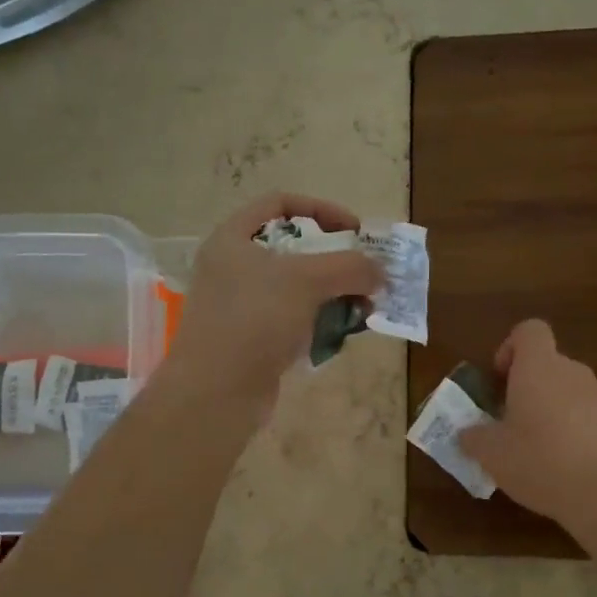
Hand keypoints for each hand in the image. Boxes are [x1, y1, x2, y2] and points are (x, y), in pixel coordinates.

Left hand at [162, 193, 383, 416]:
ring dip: (334, 293)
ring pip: (297, 288)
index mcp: (232, 239)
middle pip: (293, 248)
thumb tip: (380, 271)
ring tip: (364, 308)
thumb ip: (349, 267)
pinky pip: (294, 319)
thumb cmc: (255, 319)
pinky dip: (320, 321)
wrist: (216, 392)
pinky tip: (343, 333)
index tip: (354, 231)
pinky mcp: (252, 339)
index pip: (279, 204)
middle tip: (365, 273)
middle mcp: (232, 268)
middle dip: (335, 259)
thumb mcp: (307, 281)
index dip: (321, 209)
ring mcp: (241, 306)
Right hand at [460, 320, 596, 529]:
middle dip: (526, 387)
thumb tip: (467, 433)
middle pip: (547, 363)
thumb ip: (473, 437)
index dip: (510, 347)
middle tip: (510, 422)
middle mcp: (572, 372)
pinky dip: (573, 431)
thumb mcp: (492, 454)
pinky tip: (565, 466)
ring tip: (536, 450)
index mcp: (539, 368)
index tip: (500, 380)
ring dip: (550, 410)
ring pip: (567, 391)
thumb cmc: (542, 462)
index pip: (529, 330)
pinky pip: (587, 415)